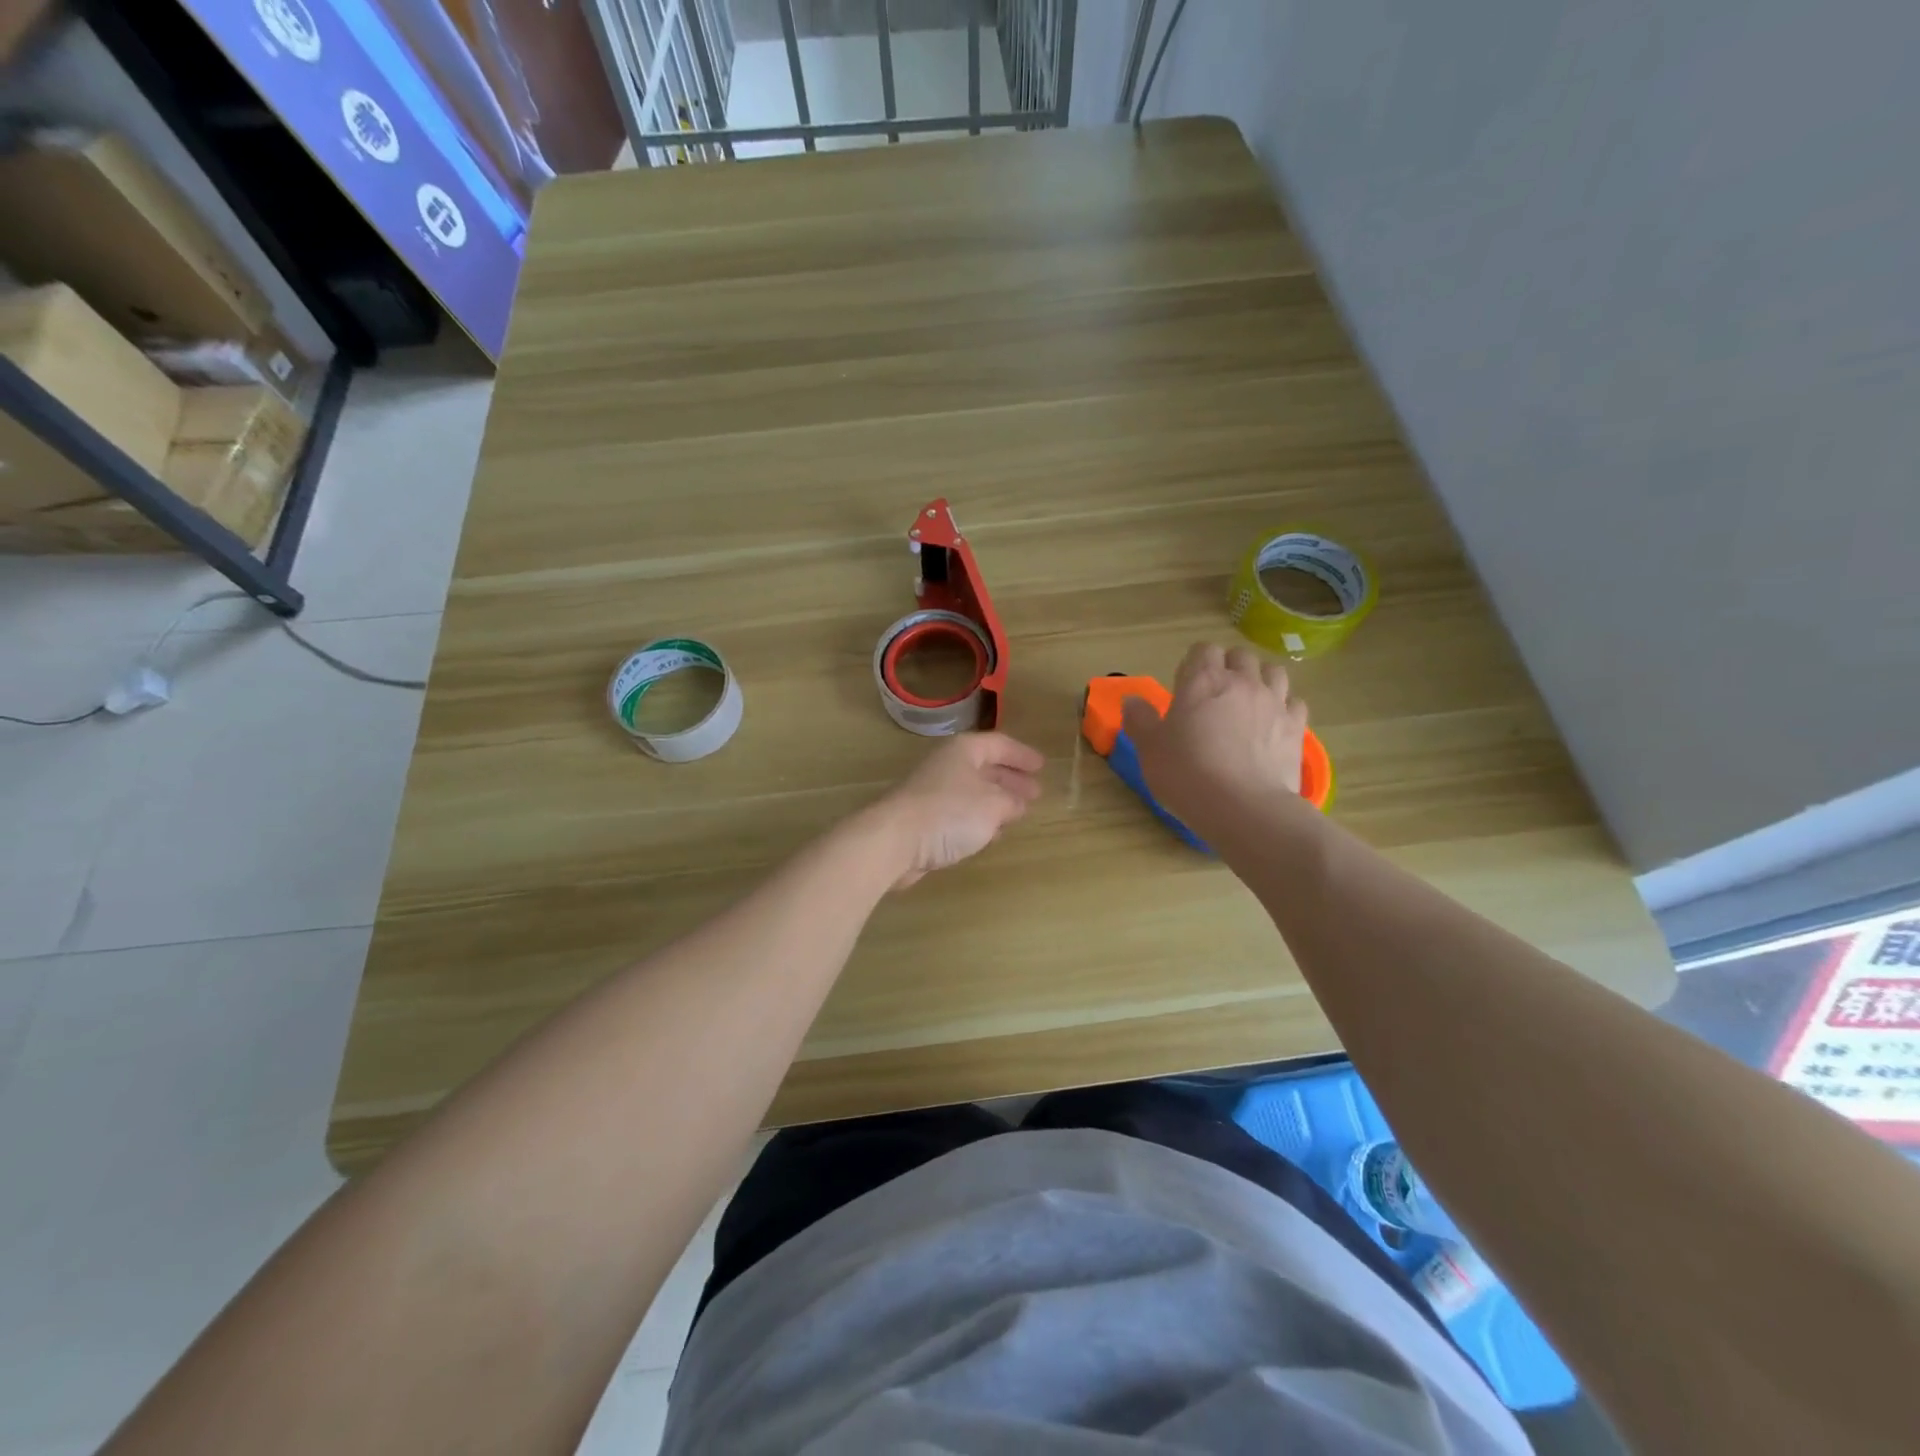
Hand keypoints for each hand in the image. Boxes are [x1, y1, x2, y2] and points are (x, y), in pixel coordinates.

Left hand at [875, 732, 1044, 888]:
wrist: (894, 840)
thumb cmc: (949, 813)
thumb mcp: (993, 805)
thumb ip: (1012, 802)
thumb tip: (1018, 803)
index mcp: (964, 751)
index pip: (1000, 744)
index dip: (1022, 755)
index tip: (1042, 766)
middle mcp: (947, 765)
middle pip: (985, 767)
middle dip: (1011, 780)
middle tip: (1034, 793)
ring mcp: (933, 792)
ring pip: (973, 791)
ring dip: (996, 801)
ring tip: (1018, 813)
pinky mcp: (924, 818)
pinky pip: (960, 813)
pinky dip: (979, 819)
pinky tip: (991, 833)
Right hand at [1120, 644, 1307, 835]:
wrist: (1243, 807)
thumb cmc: (1187, 774)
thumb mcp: (1150, 749)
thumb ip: (1140, 720)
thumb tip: (1132, 700)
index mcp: (1202, 681)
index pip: (1203, 650)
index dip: (1194, 664)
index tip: (1185, 687)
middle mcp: (1242, 682)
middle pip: (1241, 656)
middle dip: (1229, 667)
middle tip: (1215, 694)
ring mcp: (1274, 703)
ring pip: (1273, 672)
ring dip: (1260, 679)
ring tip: (1248, 702)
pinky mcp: (1296, 727)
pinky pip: (1294, 702)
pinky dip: (1284, 707)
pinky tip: (1273, 724)